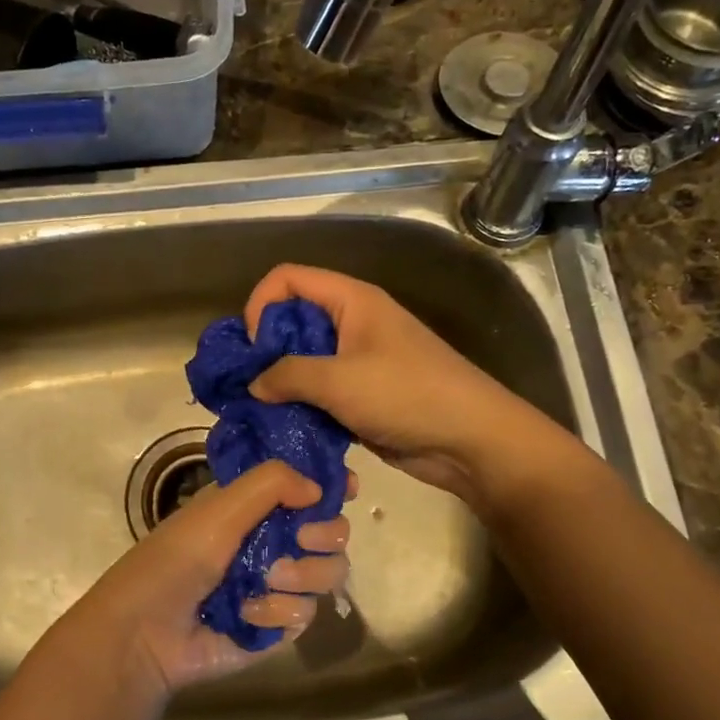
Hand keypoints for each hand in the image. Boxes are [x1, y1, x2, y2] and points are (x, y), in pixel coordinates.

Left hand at [62, 460, 350, 696]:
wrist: (147, 632)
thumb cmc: (177, 558)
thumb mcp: (220, 508)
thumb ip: (271, 484)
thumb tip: (320, 487)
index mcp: (255, 506)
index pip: (307, 488)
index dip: (330, 486)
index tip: (346, 489)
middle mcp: (273, 540)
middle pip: (332, 532)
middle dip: (324, 534)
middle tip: (302, 538)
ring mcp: (278, 585)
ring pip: (329, 573)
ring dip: (300, 575)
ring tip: (266, 579)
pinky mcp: (278, 626)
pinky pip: (307, 614)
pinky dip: (278, 612)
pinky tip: (247, 613)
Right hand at [244, 264, 562, 503]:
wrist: (471, 440)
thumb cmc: (407, 395)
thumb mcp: (339, 380)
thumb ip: (288, 375)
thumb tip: (254, 383)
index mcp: (351, 300)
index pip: (288, 279)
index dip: (261, 304)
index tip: (250, 347)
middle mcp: (352, 323)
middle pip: (293, 320)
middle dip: (265, 350)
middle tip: (248, 384)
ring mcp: (358, 361)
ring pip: (304, 361)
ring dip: (282, 384)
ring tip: (262, 410)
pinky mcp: (362, 396)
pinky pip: (320, 393)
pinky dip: (301, 406)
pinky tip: (286, 427)